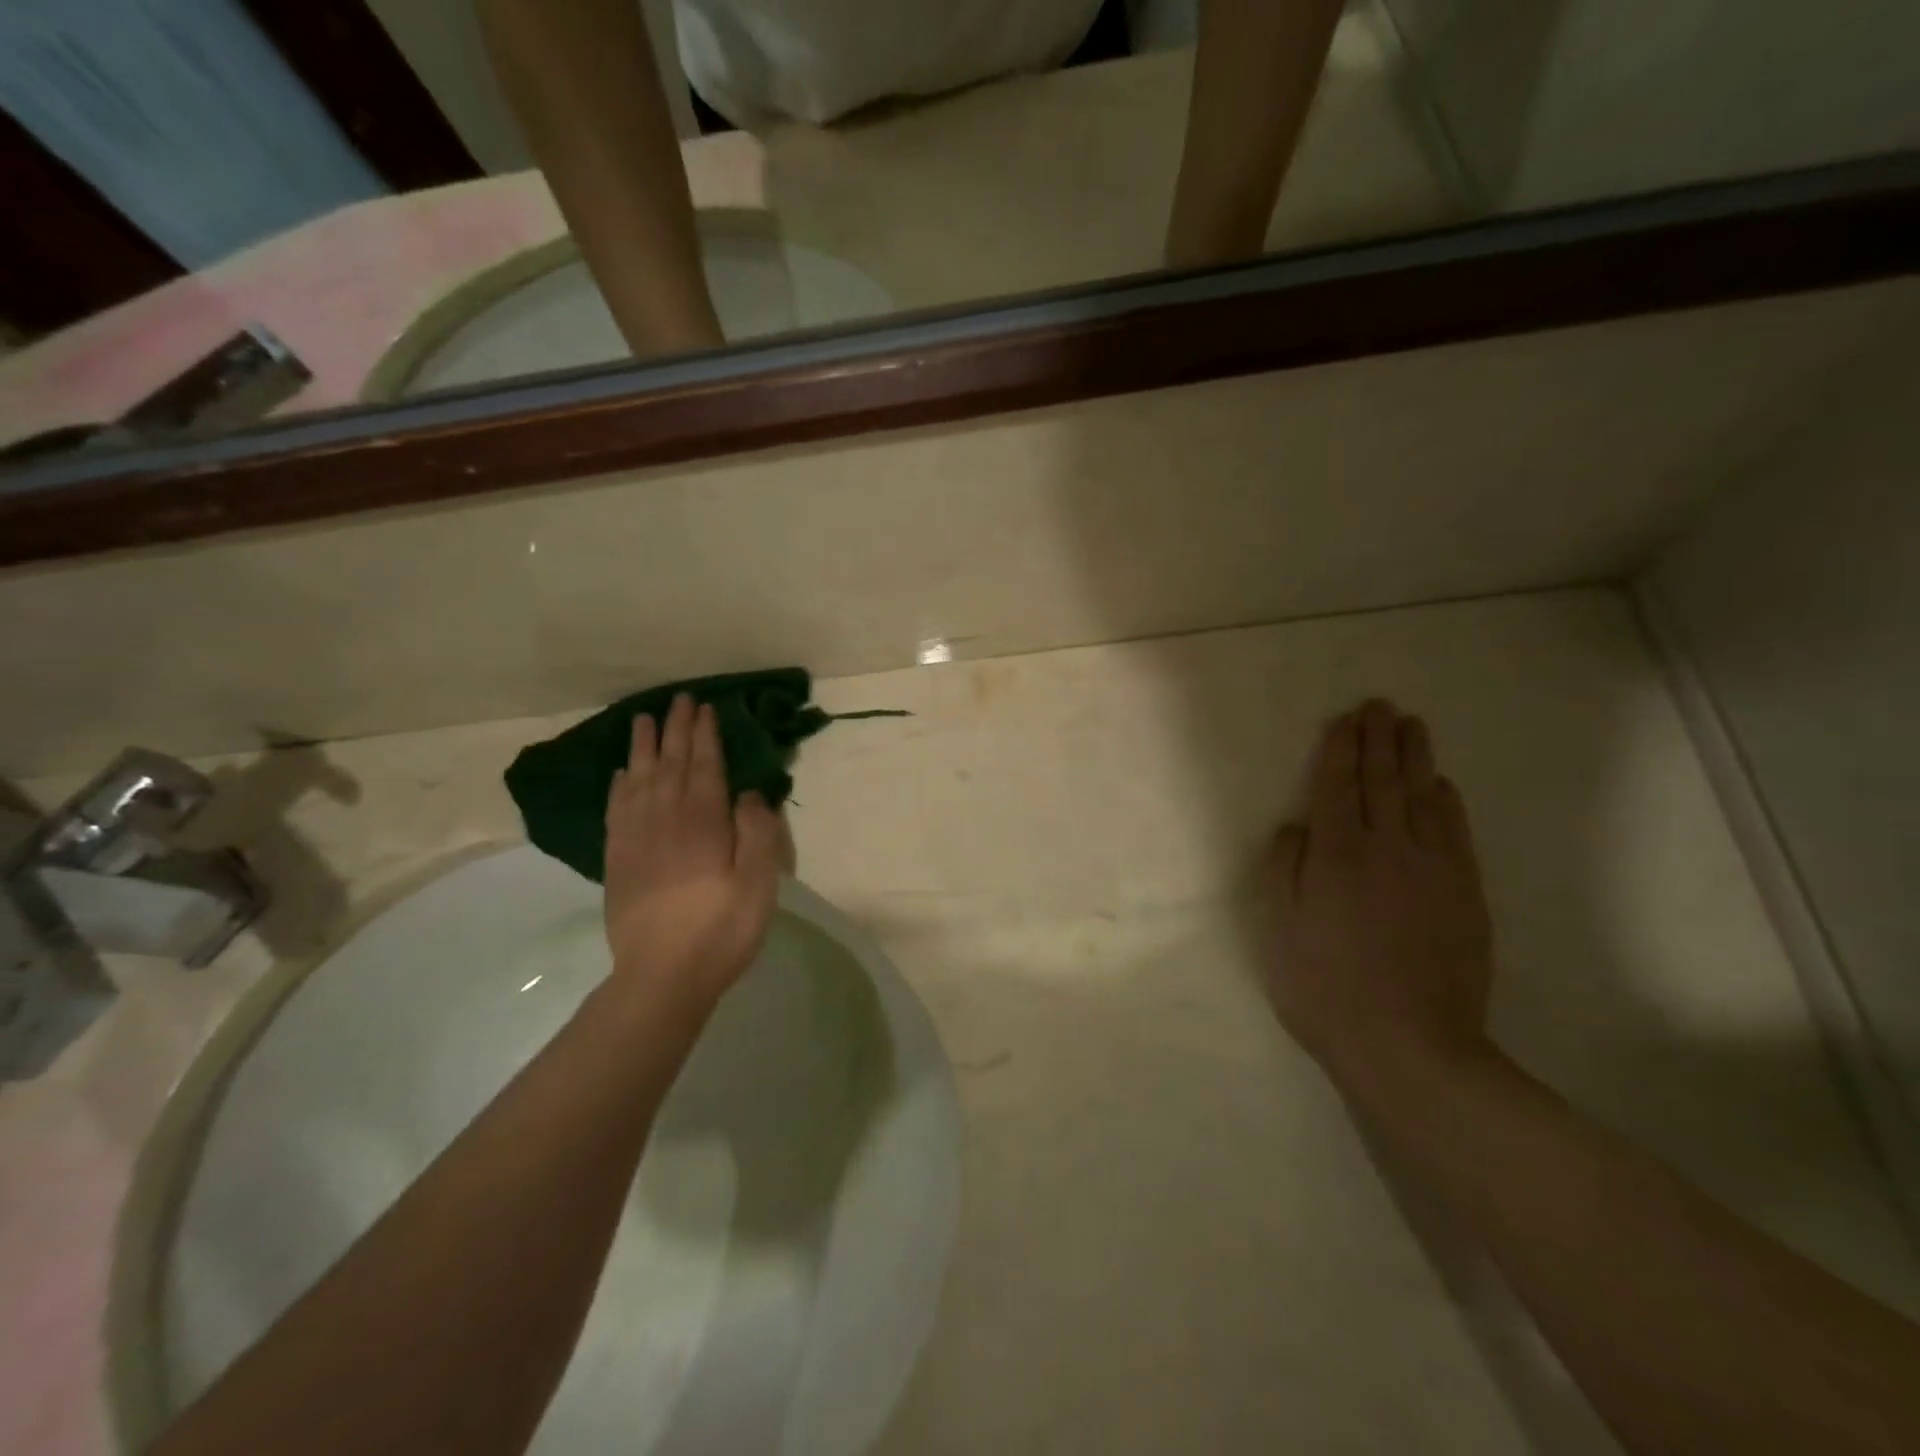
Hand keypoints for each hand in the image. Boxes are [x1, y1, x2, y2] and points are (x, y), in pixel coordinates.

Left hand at [602, 694, 784, 1014]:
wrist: (662, 977)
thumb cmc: (721, 928)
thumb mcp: (758, 881)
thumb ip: (756, 831)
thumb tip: (749, 793)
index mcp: (703, 821)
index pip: (704, 766)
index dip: (705, 735)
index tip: (705, 708)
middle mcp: (666, 819)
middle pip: (670, 764)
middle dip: (676, 730)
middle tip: (679, 700)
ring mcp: (636, 839)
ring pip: (639, 780)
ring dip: (643, 748)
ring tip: (643, 721)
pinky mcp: (618, 860)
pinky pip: (616, 810)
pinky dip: (619, 786)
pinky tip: (622, 774)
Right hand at [1265, 700, 1494, 1081]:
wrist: (1410, 1045)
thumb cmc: (1325, 988)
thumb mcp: (1280, 931)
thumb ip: (1284, 871)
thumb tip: (1294, 827)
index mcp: (1334, 855)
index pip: (1335, 787)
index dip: (1339, 750)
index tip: (1344, 720)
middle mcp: (1384, 848)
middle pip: (1381, 782)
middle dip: (1378, 740)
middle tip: (1380, 706)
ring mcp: (1431, 869)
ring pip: (1421, 798)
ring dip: (1415, 758)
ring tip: (1412, 726)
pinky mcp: (1464, 893)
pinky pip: (1455, 833)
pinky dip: (1447, 803)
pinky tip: (1442, 786)